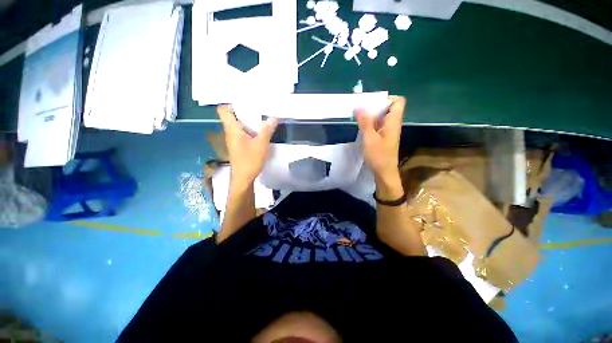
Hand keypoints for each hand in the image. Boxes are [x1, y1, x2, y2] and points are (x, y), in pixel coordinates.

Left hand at [217, 104, 277, 186]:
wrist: (243, 178)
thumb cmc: (249, 161)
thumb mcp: (261, 144)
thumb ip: (267, 130)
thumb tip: (274, 118)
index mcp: (232, 129)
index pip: (223, 110)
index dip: (231, 104)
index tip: (245, 101)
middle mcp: (230, 133)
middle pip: (232, 116)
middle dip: (244, 111)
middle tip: (258, 107)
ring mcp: (234, 140)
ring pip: (238, 125)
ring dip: (248, 121)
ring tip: (261, 117)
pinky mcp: (238, 146)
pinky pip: (242, 133)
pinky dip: (249, 130)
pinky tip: (260, 132)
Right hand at [355, 96, 404, 185]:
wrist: (384, 172)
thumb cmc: (378, 156)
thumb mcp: (369, 138)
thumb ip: (365, 122)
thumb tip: (359, 106)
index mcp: (393, 122)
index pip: (398, 101)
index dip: (387, 98)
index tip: (372, 102)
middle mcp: (393, 124)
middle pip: (388, 108)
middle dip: (374, 106)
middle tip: (360, 109)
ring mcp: (388, 131)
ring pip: (382, 117)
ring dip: (371, 116)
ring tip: (358, 117)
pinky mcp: (383, 138)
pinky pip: (378, 126)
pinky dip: (370, 124)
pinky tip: (361, 128)